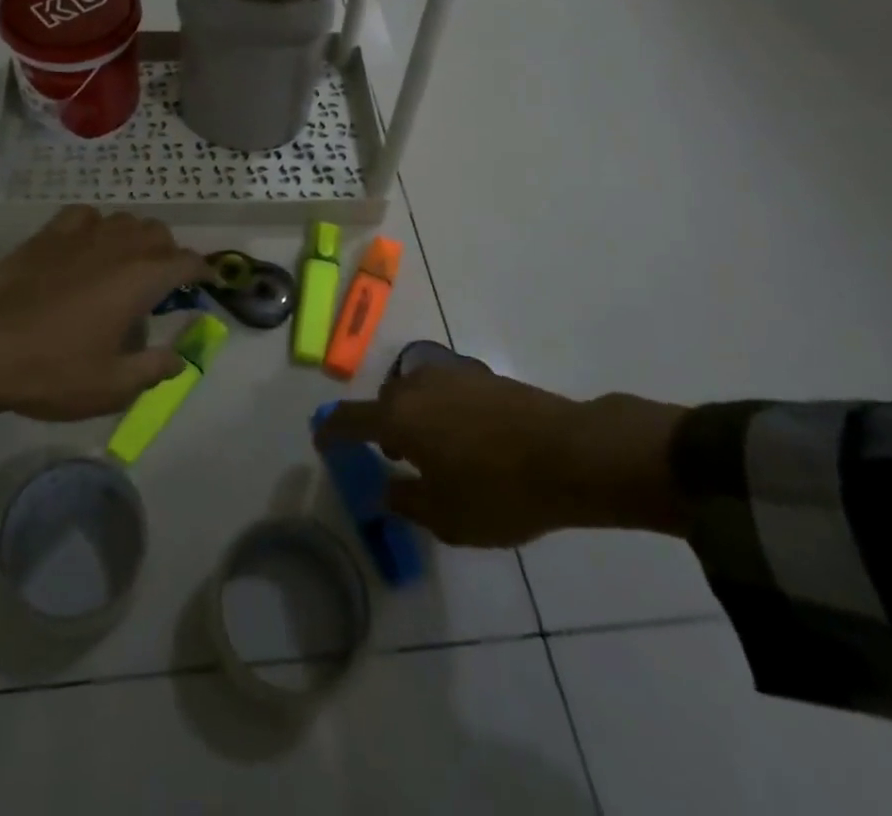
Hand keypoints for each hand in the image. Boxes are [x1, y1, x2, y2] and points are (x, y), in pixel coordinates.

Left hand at [0, 207, 209, 435]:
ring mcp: (81, 235)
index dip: (203, 270)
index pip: (186, 262)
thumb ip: (154, 369)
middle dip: (169, 253)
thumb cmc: (51, 368)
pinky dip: (97, 226)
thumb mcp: (111, 385)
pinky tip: (87, 247)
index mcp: (140, 279)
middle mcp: (118, 246)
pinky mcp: (49, 234)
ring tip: (126, 265)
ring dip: (135, 238)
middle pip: (158, 233)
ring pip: (124, 220)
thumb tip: (180, 359)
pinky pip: (86, 215)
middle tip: (162, 285)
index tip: (208, 281)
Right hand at [315, 365, 688, 546]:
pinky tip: (469, 440)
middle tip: (394, 460)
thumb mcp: (447, 516)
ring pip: (416, 394)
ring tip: (436, 452)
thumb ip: (406, 502)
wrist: (571, 453)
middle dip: (381, 429)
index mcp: (397, 417)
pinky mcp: (482, 376)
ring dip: (414, 418)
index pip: (349, 419)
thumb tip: (385, 491)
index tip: (320, 439)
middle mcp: (416, 385)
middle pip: (384, 403)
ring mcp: (451, 375)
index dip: (331, 431)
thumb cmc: (499, 491)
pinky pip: (446, 392)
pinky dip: (443, 412)